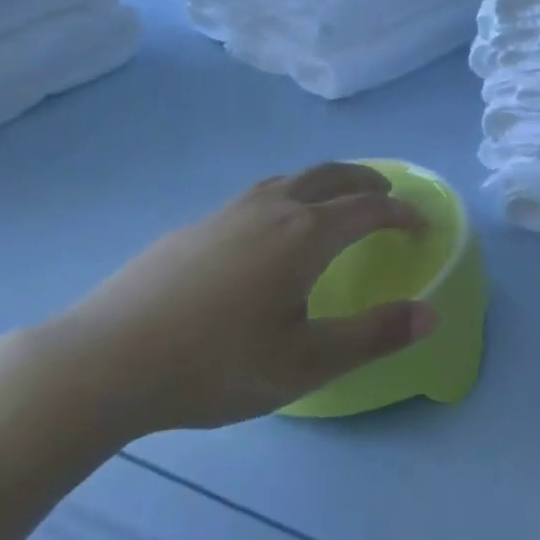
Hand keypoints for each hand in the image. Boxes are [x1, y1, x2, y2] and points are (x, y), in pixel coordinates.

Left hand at [39, 163, 435, 438]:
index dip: (402, 213)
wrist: (107, 358)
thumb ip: (373, 336)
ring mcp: (231, 210)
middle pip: (332, 175)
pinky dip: (292, 193)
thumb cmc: (216, 364)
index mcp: (305, 234)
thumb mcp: (305, 363)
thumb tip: (431, 314)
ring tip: (337, 203)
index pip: (369, 208)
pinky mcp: (200, 223)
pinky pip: (263, 192)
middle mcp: (273, 207)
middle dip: (367, 182)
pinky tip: (274, 228)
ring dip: (328, 182)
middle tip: (387, 198)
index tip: (421, 224)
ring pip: (294, 178)